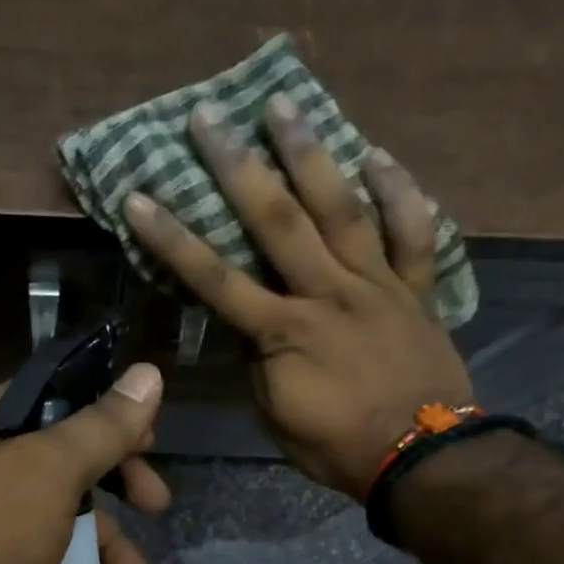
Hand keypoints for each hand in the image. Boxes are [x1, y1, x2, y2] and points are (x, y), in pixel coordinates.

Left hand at [0, 364, 170, 563]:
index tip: (149, 441)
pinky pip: (54, 556)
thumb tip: (149, 374)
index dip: (111, 416)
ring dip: (114, 554)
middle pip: (73, 461)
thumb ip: (104, 426)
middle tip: (158, 505)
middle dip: (123, 490)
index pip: (63, 398)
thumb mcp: (53, 471)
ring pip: (69, 517)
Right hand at [123, 95, 473, 499]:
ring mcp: (376, 285)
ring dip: (310, 154)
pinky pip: (413, 233)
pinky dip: (400, 192)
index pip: (215, 279)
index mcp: (282, 332)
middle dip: (236, 167)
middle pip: (276, 221)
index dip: (173, 239)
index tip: (140, 197)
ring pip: (342, 208)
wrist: (423, 458)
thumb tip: (246, 325)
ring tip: (285, 105)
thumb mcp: (276, 416)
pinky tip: (378, 155)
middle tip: (209, 117)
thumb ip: (258, 364)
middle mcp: (326, 293)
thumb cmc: (338, 447)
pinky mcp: (416, 289)